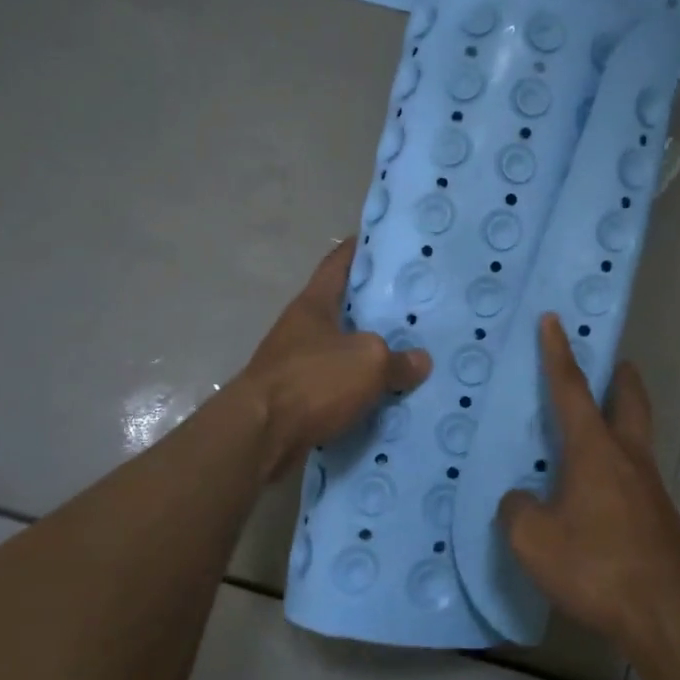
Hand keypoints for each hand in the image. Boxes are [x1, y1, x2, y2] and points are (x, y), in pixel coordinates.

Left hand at [236, 238, 431, 480]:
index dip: (359, 248)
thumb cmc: (313, 381)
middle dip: (374, 308)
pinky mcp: (297, 400)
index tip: (383, 242)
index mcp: (313, 305)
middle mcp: (301, 329)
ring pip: (341, 352)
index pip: (338, 263)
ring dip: (368, 354)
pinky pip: (337, 389)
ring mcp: (296, 365)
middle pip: (342, 309)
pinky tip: (387, 396)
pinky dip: (359, 391)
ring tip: (408, 354)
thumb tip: (419, 361)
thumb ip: (398, 360)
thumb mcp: (368, 362)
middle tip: (413, 305)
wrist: (260, 437)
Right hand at [499, 314, 679, 649]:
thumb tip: (521, 499)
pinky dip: (618, 464)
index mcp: (595, 450)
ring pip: (636, 437)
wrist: (665, 615)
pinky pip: (634, 474)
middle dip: (620, 377)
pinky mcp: (658, 517)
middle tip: (613, 362)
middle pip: (629, 401)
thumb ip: (518, 510)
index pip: (572, 389)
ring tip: (596, 430)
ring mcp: (649, 487)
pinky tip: (598, 492)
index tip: (553, 320)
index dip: (558, 353)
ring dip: (621, 420)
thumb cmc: (596, 566)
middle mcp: (628, 457)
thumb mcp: (533, 540)